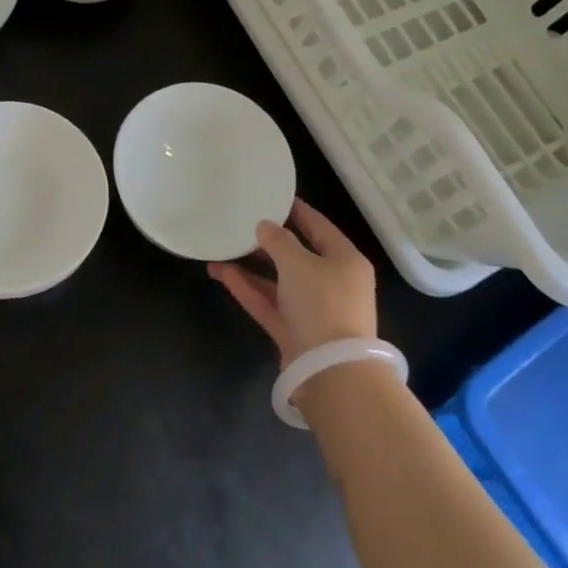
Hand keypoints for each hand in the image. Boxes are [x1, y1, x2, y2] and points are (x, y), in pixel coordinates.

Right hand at [208, 199, 376, 364]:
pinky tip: (221, 272)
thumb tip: (265, 226)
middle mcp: (332, 282)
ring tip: (221, 247)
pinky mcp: (292, 331)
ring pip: (278, 280)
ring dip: (251, 266)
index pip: (320, 227)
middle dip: (268, 241)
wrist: (331, 371)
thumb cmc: (323, 304)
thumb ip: (278, 241)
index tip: (273, 196)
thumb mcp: (299, 263)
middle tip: (242, 222)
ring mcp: (311, 309)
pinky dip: (247, 288)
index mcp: (345, 260)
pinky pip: (268, 302)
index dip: (297, 211)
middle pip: (297, 255)